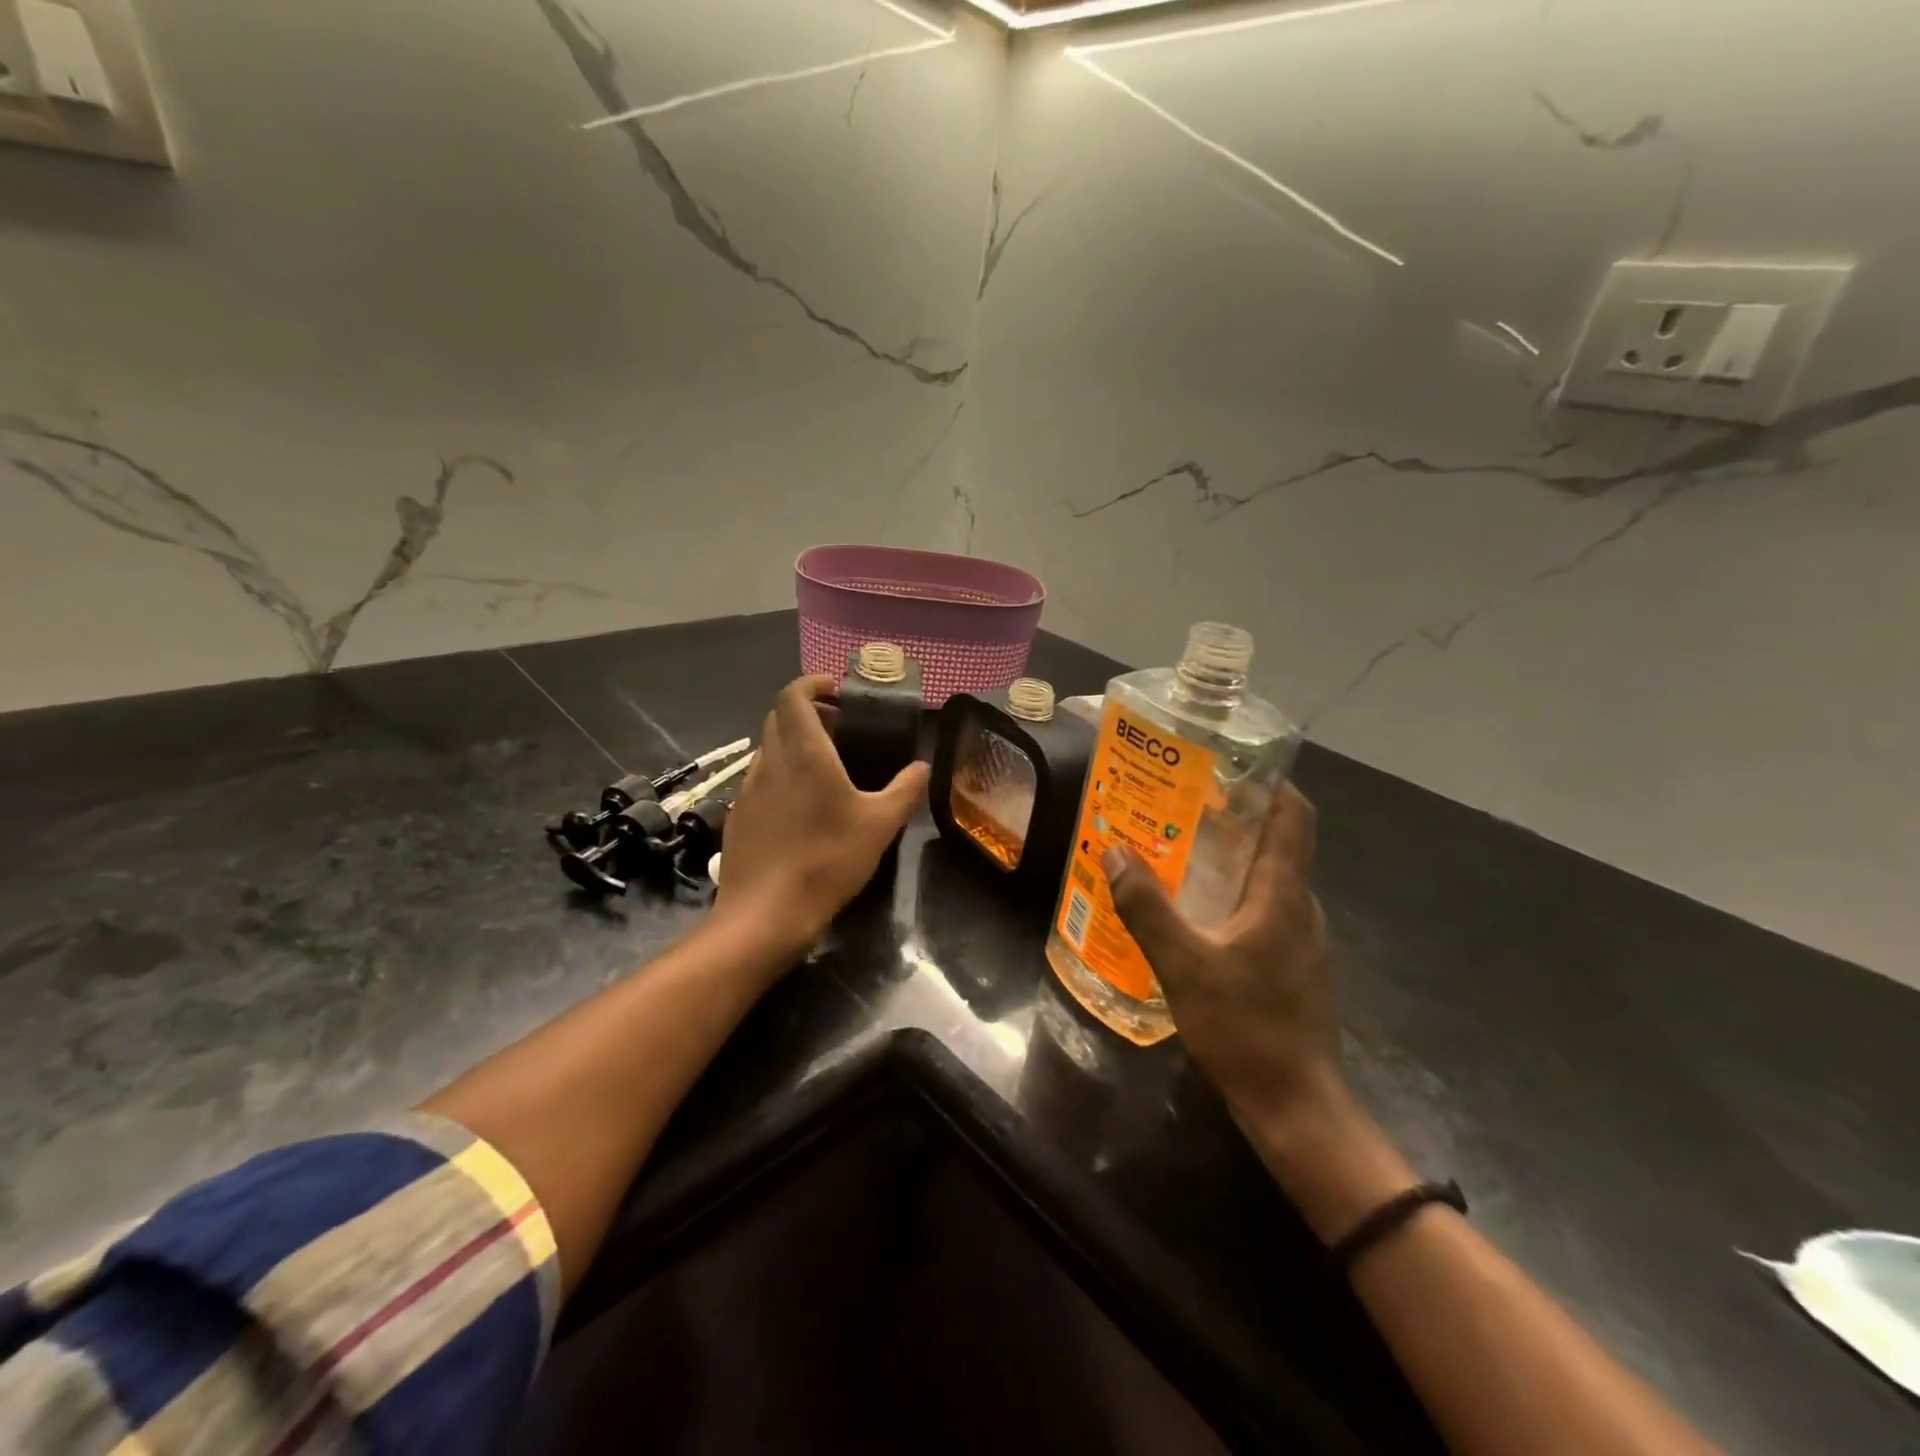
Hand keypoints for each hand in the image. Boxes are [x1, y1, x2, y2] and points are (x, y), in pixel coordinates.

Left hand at [713, 674, 929, 960]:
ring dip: (793, 743)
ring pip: (769, 749)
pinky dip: (782, 774)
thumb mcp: (880, 825)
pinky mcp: (739, 816)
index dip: (812, 683)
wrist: (765, 915)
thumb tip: (923, 766)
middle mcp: (770, 761)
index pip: (793, 695)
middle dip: (808, 712)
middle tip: (840, 727)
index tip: (837, 689)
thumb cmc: (827, 861)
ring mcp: (748, 790)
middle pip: (779, 717)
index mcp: (804, 752)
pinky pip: (761, 779)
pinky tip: (802, 806)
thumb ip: (906, 790)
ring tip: (825, 765)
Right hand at [1104, 784, 1340, 1128]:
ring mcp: (1299, 938)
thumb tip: (1113, 851)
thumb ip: (1147, 907)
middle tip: (1178, 801)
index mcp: (1284, 894)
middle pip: (1276, 841)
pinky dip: (1230, 893)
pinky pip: (1261, 909)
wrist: (1295, 1107)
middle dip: (1232, 814)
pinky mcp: (1290, 964)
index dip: (1268, 780)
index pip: (1293, 815)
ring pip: (1267, 877)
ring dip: (1228, 856)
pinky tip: (1192, 910)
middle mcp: (1299, 907)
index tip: (1225, 762)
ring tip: (1176, 848)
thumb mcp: (1184, 965)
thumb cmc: (1246, 1028)